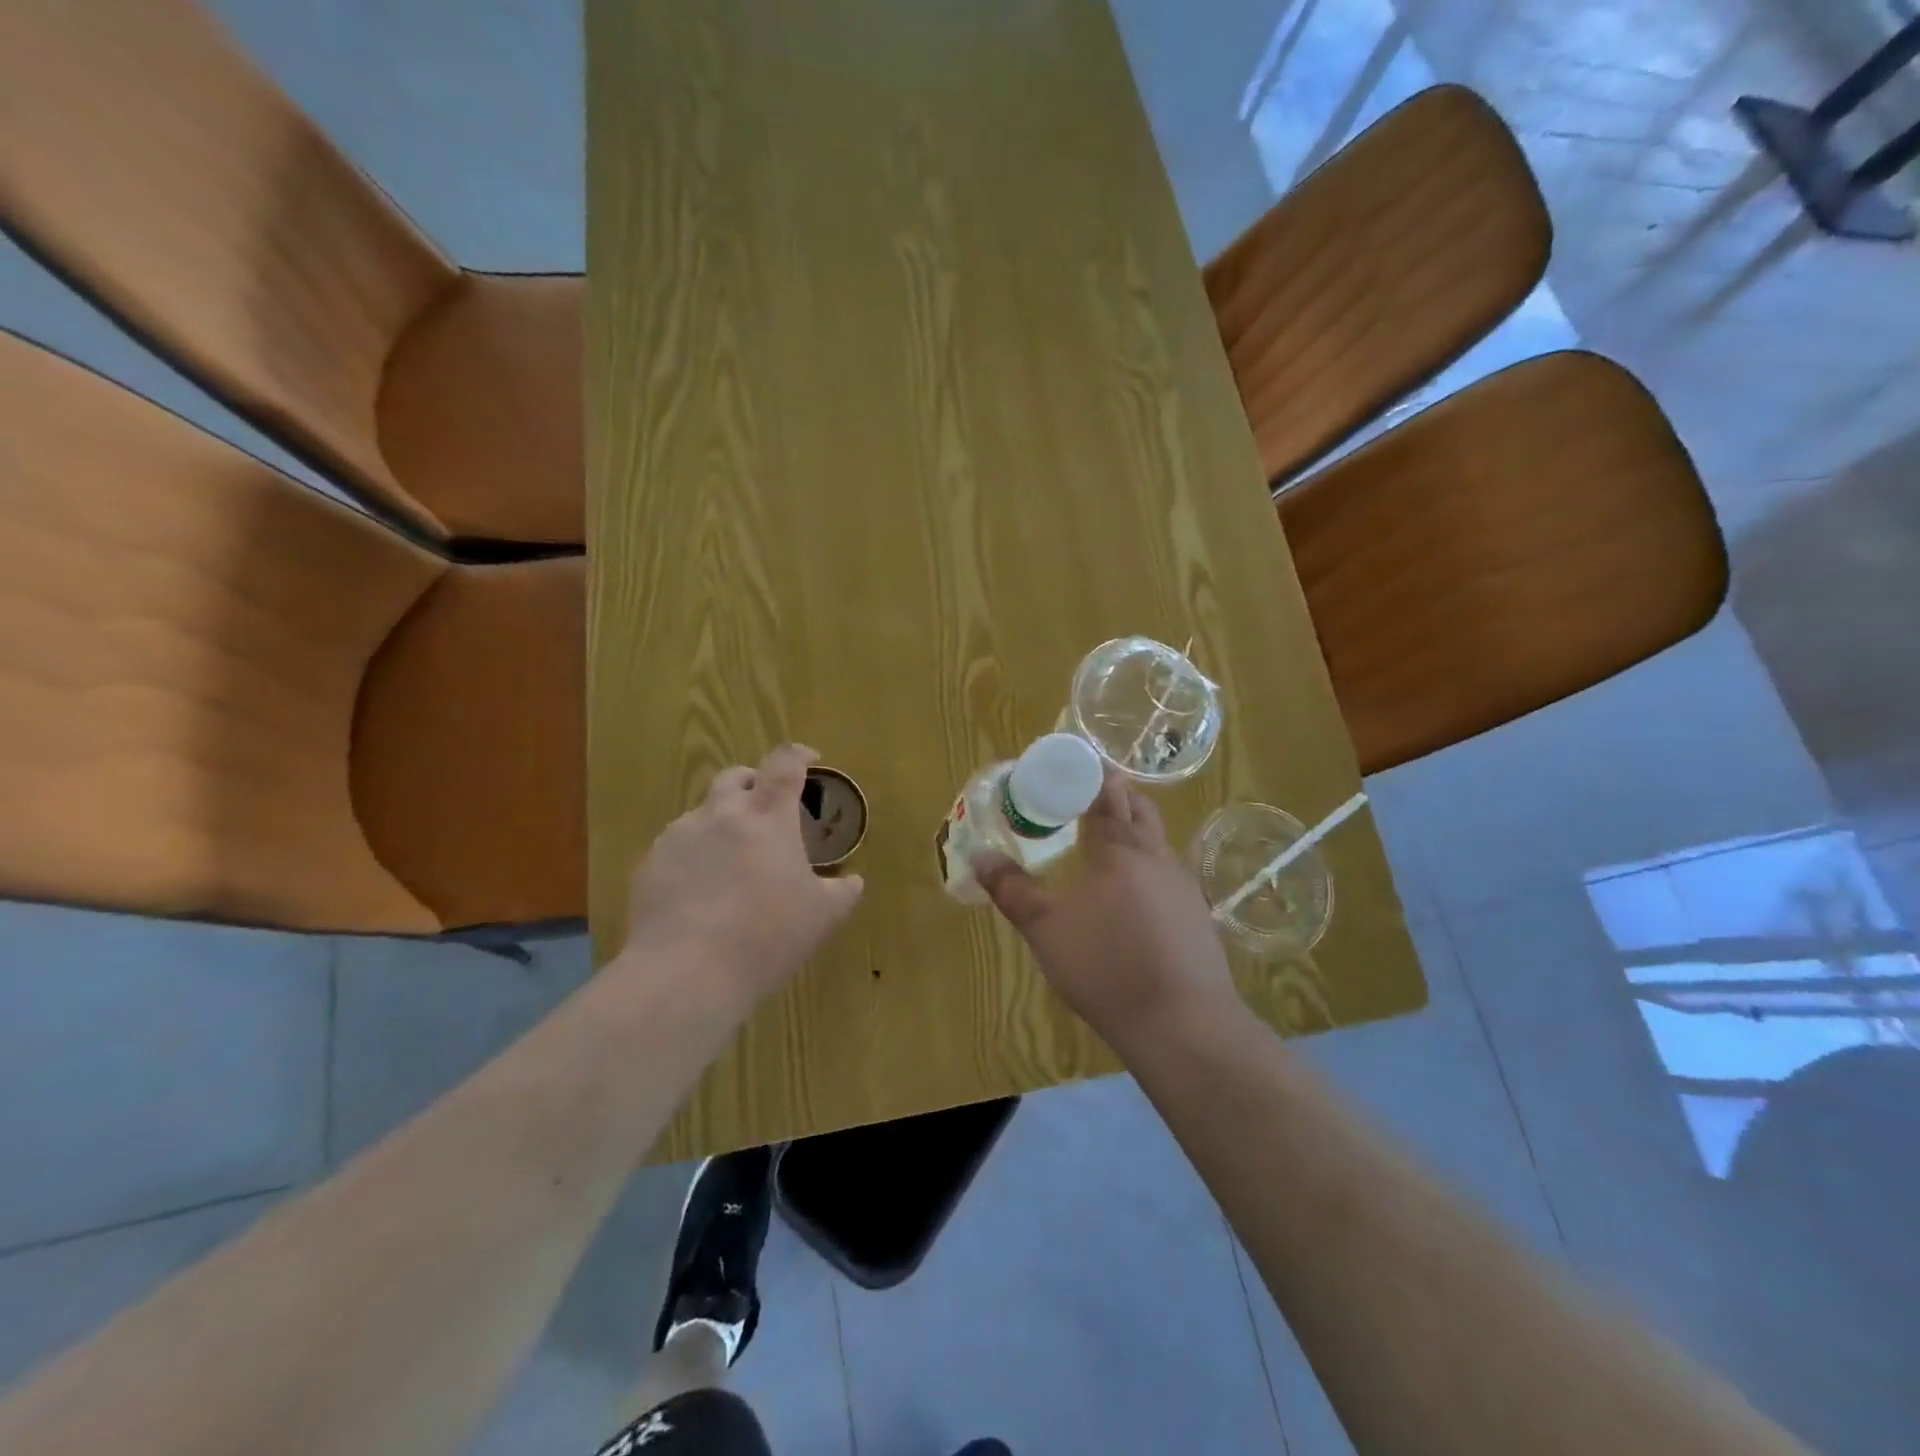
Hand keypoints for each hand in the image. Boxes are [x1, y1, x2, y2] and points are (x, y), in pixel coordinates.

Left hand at [620, 745, 864, 1012]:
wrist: (686, 972)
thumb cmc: (767, 936)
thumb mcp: (821, 918)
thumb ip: (842, 892)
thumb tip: (853, 881)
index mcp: (769, 817)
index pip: (785, 764)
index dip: (799, 755)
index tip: (809, 759)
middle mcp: (722, 814)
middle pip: (735, 776)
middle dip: (753, 782)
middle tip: (766, 808)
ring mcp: (680, 836)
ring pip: (702, 812)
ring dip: (721, 822)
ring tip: (730, 859)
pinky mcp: (651, 863)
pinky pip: (676, 847)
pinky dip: (693, 856)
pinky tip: (699, 891)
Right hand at [973, 770, 1236, 1047]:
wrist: (1181, 1023)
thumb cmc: (1106, 967)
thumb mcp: (1046, 930)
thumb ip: (1012, 890)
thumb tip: (979, 856)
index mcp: (1120, 850)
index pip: (1106, 795)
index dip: (1089, 776)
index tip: (1072, 765)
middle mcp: (1157, 858)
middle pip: (1140, 809)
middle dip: (1116, 794)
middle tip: (1087, 795)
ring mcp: (1183, 887)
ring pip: (1158, 841)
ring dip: (1135, 829)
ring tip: (1107, 841)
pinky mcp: (1197, 917)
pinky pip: (1169, 874)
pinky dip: (1148, 866)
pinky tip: (1135, 894)